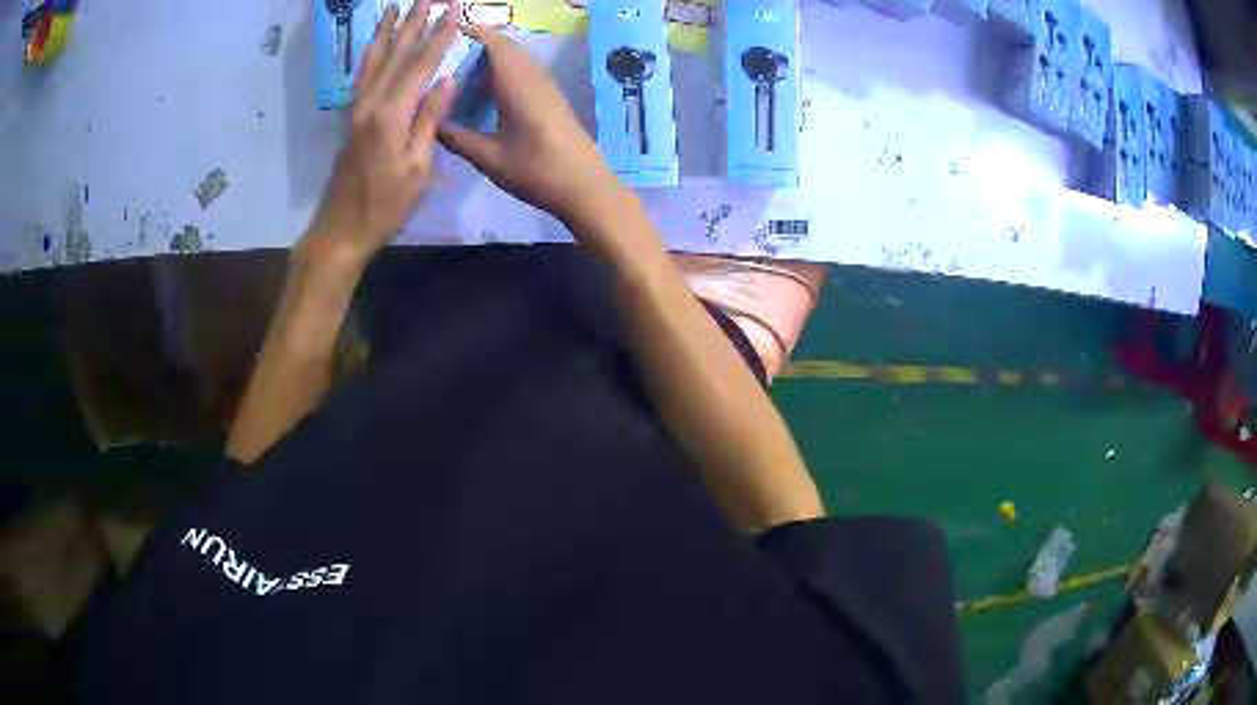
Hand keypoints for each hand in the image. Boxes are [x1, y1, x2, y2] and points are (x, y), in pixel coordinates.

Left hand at [307, 0, 461, 266]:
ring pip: (374, 60)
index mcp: (391, 114)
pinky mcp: (352, 119)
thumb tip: (447, 80)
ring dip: (386, 31)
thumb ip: (429, 121)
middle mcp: (371, 103)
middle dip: (412, 23)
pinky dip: (371, 54)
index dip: (439, 35)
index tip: (454, 9)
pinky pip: (363, 76)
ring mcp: (357, 110)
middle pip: (395, 53)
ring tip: (394, 8)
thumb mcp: (417, 169)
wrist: (340, 230)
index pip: (420, 64)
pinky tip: (375, 45)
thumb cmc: (385, 206)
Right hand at [437, 26, 623, 227]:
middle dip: (477, 46)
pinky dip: (502, 73)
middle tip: (444, 59)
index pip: (496, 45)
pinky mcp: (551, 99)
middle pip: (506, 48)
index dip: (473, 34)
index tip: (446, 36)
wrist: (585, 187)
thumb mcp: (489, 159)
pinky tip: (483, 93)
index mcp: (519, 84)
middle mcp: (534, 78)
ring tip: (458, 74)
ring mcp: (546, 87)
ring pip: (516, 60)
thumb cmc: (537, 171)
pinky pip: (523, 73)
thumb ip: (458, 138)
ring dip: (490, 60)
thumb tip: (430, 123)